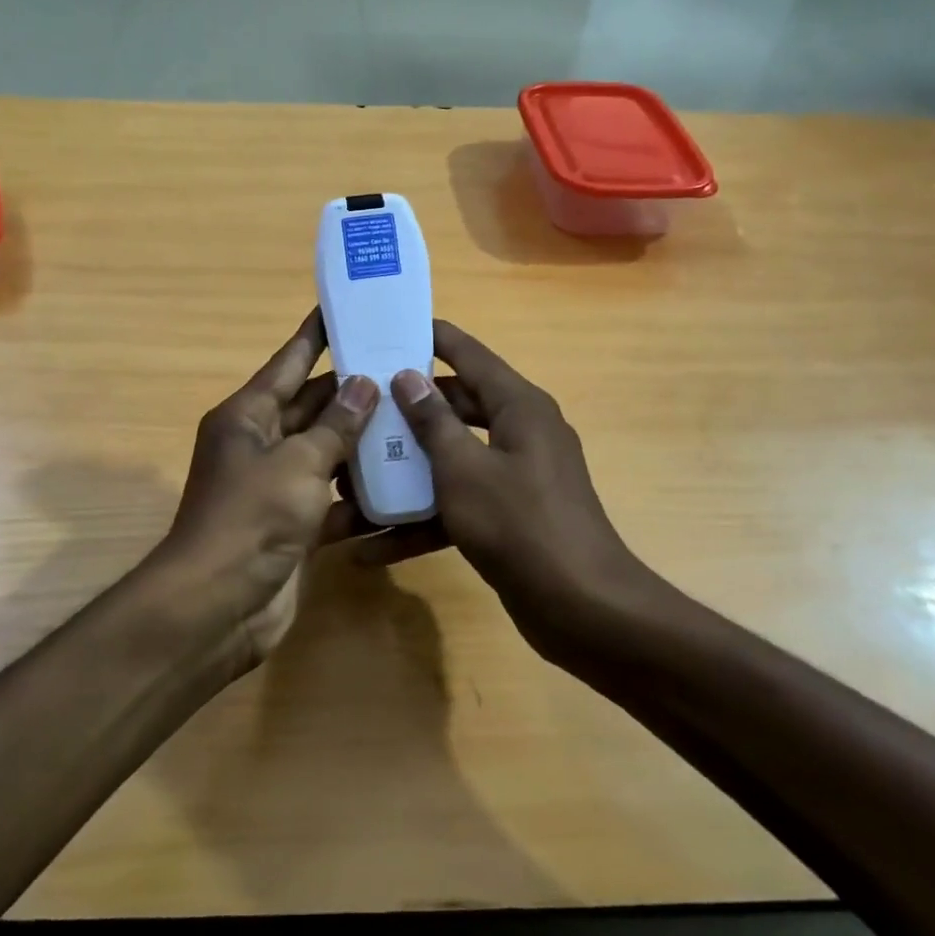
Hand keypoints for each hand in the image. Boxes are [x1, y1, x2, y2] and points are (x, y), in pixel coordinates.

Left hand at [164, 309, 377, 663]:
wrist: (217, 607)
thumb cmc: (251, 519)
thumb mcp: (298, 463)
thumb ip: (336, 425)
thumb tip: (364, 384)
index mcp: (248, 417)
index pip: (288, 363)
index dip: (315, 335)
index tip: (345, 309)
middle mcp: (260, 445)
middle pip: (312, 407)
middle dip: (354, 391)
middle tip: (404, 369)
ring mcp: (276, 487)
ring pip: (326, 453)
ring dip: (363, 443)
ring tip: (414, 419)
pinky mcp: (293, 525)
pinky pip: (332, 499)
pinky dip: (360, 496)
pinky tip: (402, 485)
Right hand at [350, 321, 647, 653]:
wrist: (581, 608)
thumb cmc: (519, 524)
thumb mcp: (464, 469)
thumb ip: (433, 421)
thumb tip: (409, 377)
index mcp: (519, 406)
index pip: (469, 355)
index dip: (432, 337)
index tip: (391, 327)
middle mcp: (520, 432)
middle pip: (455, 407)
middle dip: (407, 411)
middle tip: (359, 403)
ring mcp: (515, 477)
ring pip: (451, 460)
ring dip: (406, 473)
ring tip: (353, 476)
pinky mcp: (508, 517)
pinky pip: (457, 505)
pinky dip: (422, 521)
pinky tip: (374, 546)